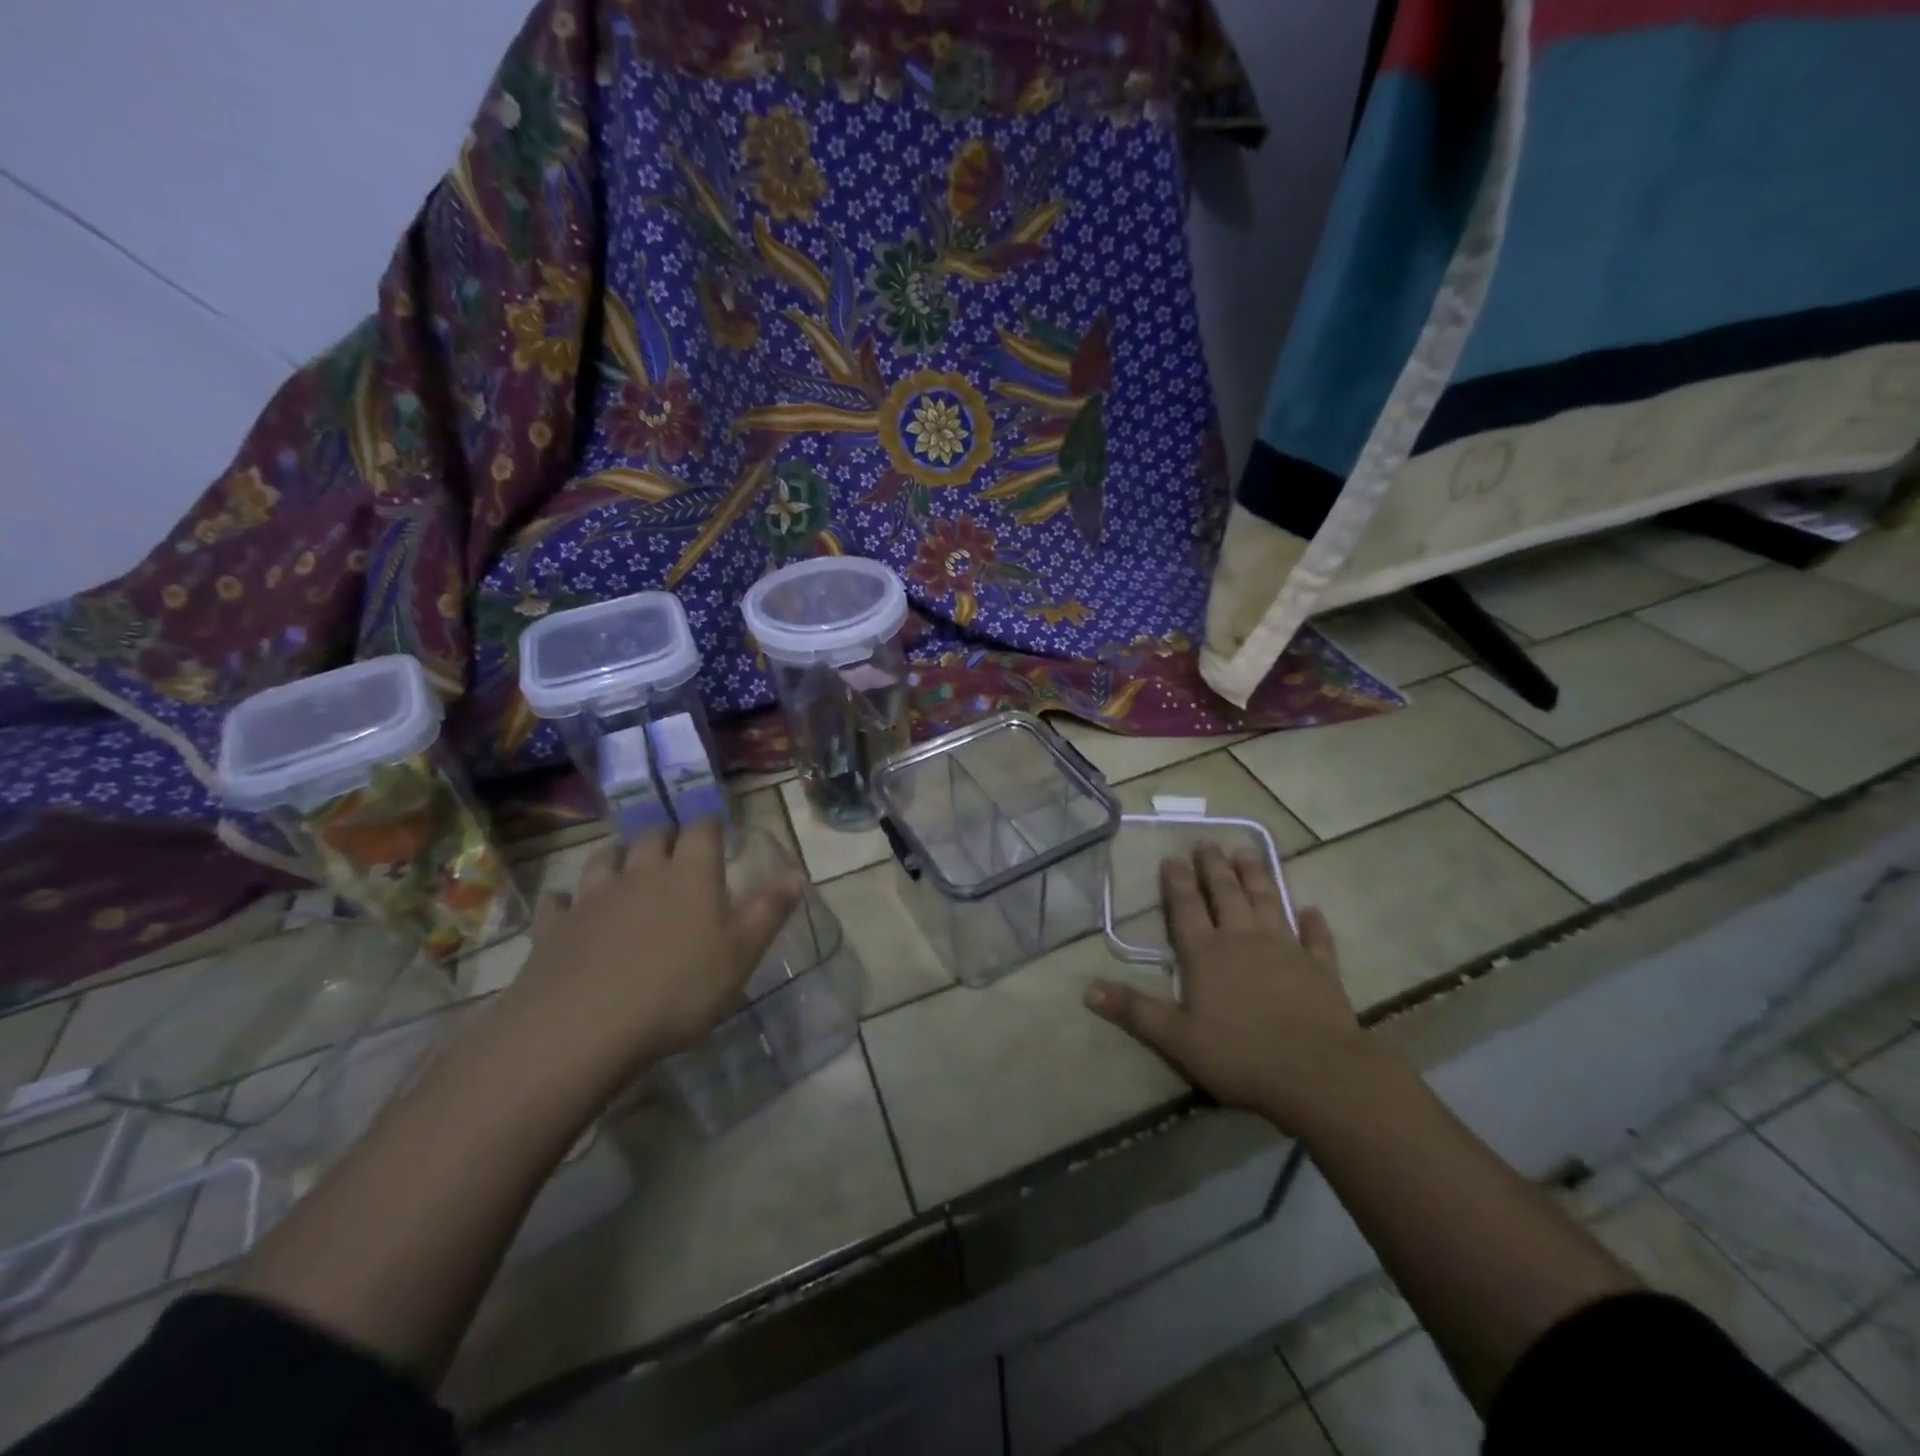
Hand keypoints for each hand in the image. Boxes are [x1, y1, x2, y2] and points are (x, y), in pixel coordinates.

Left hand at [497, 819, 801, 1090]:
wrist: (585, 1028)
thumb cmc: (680, 989)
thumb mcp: (742, 954)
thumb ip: (769, 911)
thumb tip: (797, 874)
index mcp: (691, 874)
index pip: (703, 830)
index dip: (711, 826)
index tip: (718, 831)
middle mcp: (641, 872)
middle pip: (652, 837)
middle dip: (666, 837)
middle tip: (675, 850)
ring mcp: (593, 897)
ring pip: (604, 859)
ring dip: (617, 857)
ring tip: (625, 865)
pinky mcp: (555, 928)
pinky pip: (558, 902)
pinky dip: (565, 900)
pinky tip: (566, 906)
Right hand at [1085, 843, 1383, 1135]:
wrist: (1317, 1073)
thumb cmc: (1239, 1055)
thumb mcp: (1176, 1038)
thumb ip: (1134, 1010)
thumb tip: (1087, 989)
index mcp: (1205, 954)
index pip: (1186, 908)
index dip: (1177, 882)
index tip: (1172, 856)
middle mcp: (1243, 940)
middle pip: (1226, 895)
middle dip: (1214, 867)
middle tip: (1207, 842)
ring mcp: (1286, 949)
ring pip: (1267, 902)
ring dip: (1257, 877)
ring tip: (1247, 852)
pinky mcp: (1320, 968)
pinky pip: (1315, 938)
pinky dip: (1313, 923)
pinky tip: (1311, 910)